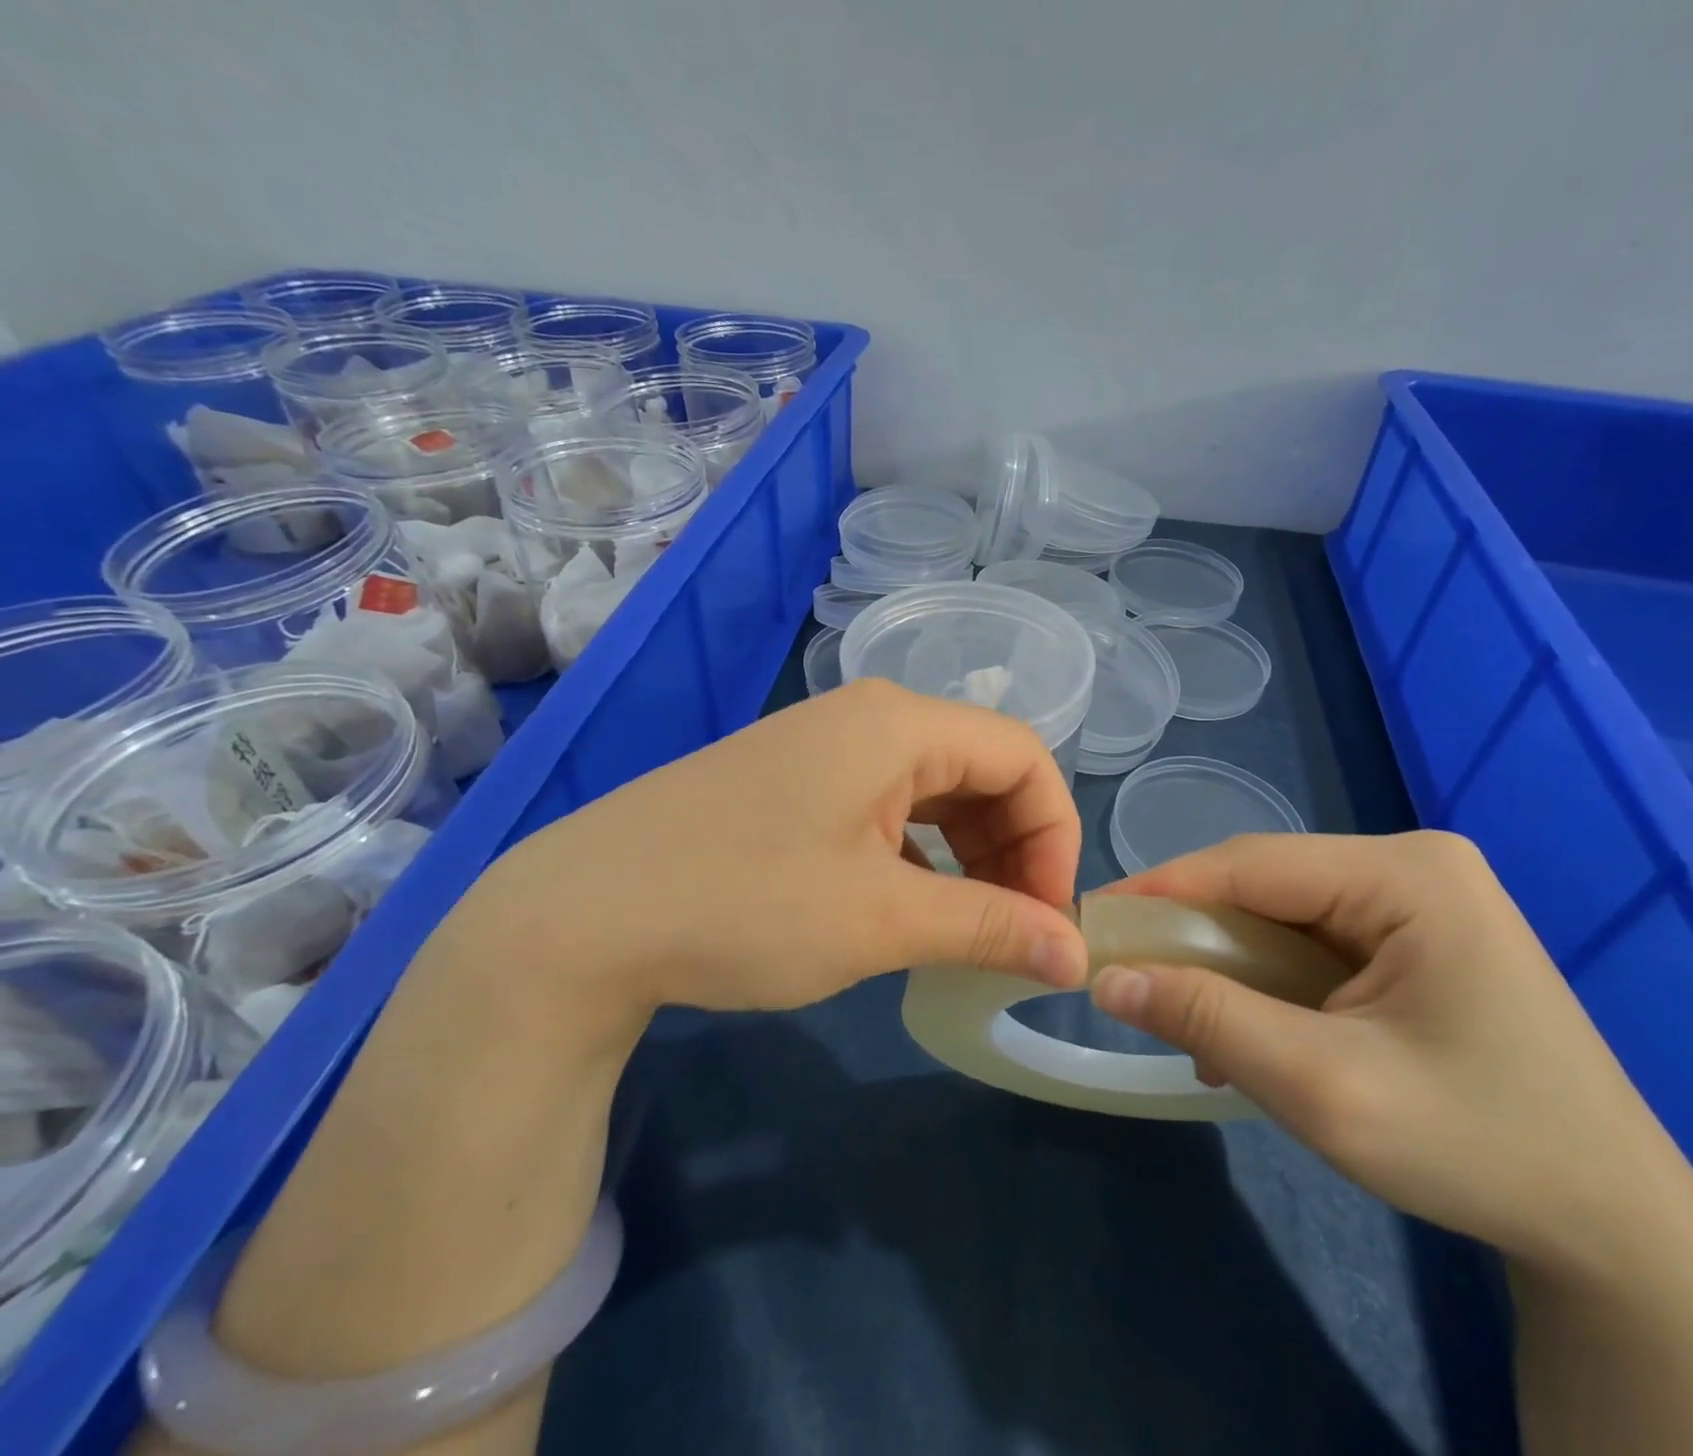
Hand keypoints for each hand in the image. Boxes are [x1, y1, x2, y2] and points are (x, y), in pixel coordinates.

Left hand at [427, 679, 1087, 1053]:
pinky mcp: (794, 784)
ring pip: (935, 792)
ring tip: (964, 931)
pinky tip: (905, 910)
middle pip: (981, 770)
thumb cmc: (743, 904)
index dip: (1055, 834)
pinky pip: (887, 808)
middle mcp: (868, 719)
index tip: (1048, 915)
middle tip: (1011, 933)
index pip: (1023, 756)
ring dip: (967, 858)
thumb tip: (1075, 953)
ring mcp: (825, 748)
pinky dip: (918, 857)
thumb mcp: (880, 921)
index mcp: (899, 724)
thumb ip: (989, 928)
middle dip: (1013, 850)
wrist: (577, 919)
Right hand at [1089, 831, 1681, 1272]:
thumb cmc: (1479, 1148)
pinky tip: (1251, 1035)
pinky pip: (1315, 941)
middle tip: (1129, 977)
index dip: (1162, 889)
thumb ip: (1209, 1020)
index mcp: (1407, 875)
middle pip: (1265, 885)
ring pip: (1283, 914)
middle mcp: (1413, 866)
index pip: (1250, 863)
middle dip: (1195, 935)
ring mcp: (1421, 900)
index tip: (1091, 921)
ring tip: (1187, 1020)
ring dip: (1229, 966)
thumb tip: (1108, 978)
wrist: (1617, 1230)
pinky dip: (1269, 981)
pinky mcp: (1419, 937)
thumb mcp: (1324, 1088)